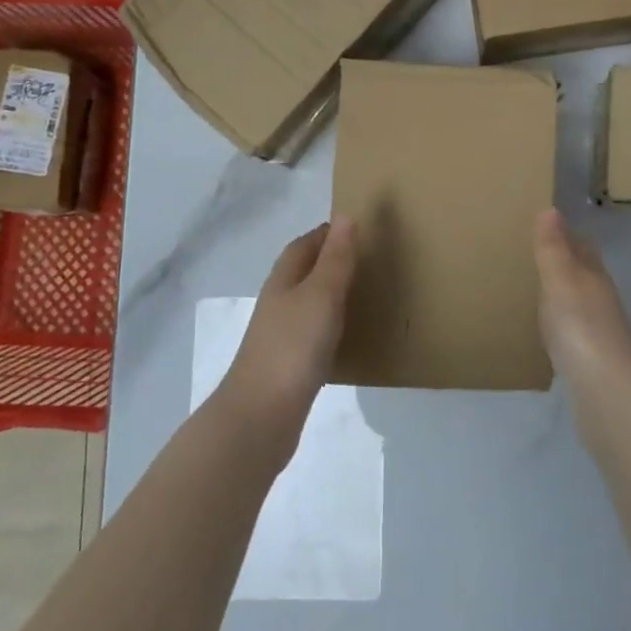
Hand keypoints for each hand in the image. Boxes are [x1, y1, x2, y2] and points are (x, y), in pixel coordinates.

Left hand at [217, 218, 356, 455]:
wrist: (261, 415)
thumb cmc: (293, 345)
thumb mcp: (321, 294)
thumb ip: (336, 258)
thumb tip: (345, 215)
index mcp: (284, 280)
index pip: (305, 244)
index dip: (328, 234)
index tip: (360, 228)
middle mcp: (279, 302)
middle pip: (304, 272)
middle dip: (332, 261)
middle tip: (370, 259)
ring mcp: (281, 335)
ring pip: (309, 303)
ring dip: (333, 294)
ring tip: (367, 294)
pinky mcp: (289, 365)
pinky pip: (314, 333)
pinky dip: (332, 326)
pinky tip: (350, 337)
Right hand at [532, 209, 630, 385]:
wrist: (607, 391)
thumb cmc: (580, 327)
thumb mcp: (561, 280)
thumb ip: (554, 248)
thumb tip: (551, 209)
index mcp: (594, 276)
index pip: (582, 247)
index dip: (566, 235)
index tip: (545, 225)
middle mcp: (601, 299)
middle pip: (584, 273)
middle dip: (565, 262)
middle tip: (534, 255)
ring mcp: (599, 332)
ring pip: (580, 302)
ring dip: (562, 294)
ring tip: (535, 290)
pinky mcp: (592, 361)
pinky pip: (574, 331)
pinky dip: (561, 324)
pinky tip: (548, 331)